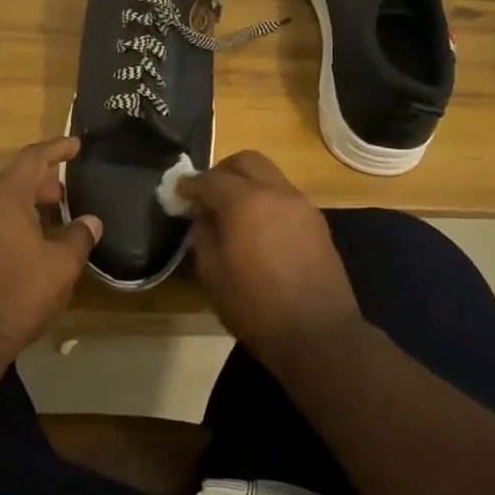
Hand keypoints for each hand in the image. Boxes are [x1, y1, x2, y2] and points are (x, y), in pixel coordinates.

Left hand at [0, 137, 102, 358]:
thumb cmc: (18, 293)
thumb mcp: (61, 266)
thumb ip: (78, 237)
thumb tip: (91, 220)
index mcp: (5, 197)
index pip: (32, 158)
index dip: (56, 148)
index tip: (76, 144)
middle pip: (13, 179)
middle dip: (42, 180)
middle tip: (66, 191)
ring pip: (0, 203)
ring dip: (26, 203)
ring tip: (52, 217)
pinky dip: (12, 222)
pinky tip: (29, 246)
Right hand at [178, 150, 362, 358]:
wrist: (317, 334)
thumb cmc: (255, 307)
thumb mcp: (212, 274)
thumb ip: (203, 234)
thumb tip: (203, 214)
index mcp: (246, 202)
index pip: (211, 179)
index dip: (190, 185)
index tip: (177, 194)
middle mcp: (277, 192)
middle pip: (247, 161)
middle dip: (222, 171)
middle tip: (206, 195)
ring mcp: (302, 205)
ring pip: (270, 175)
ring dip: (247, 184)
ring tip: (231, 212)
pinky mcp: (317, 222)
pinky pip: (285, 196)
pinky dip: (266, 199)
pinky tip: (257, 227)